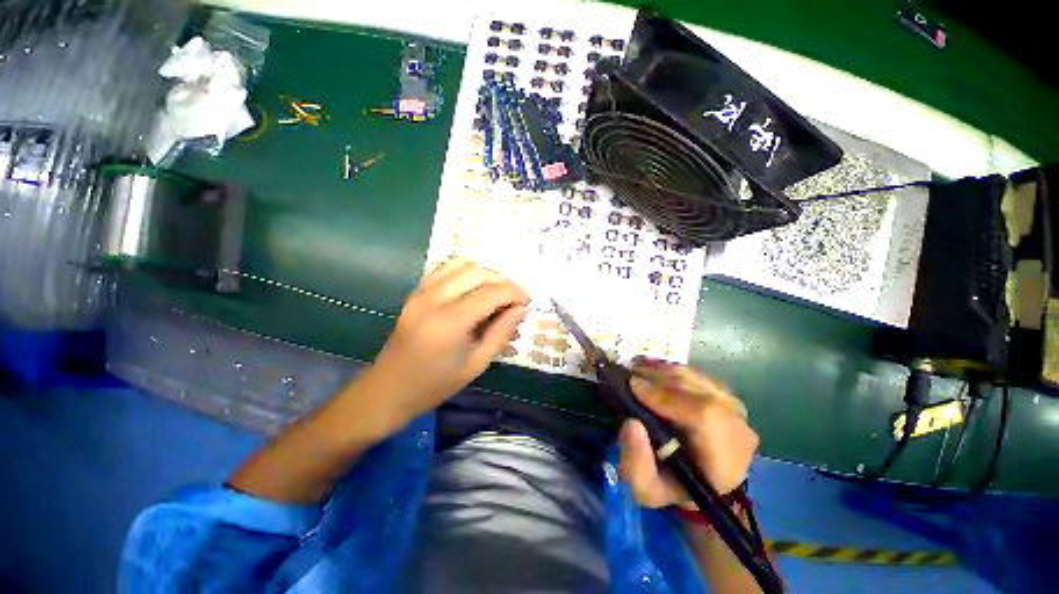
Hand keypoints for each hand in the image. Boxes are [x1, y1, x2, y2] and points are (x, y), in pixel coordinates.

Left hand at [365, 259, 529, 428]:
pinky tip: (475, 289)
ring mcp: (421, 292)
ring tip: (497, 292)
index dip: (515, 292)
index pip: (492, 292)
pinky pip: (445, 269)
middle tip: (514, 298)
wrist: (389, 389)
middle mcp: (434, 299)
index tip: (527, 302)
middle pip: (478, 272)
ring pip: (461, 264)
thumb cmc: (436, 384)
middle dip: (503, 280)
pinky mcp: (415, 291)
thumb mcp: (477, 363)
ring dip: (485, 273)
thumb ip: (502, 332)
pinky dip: (466, 272)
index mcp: (450, 322)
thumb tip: (523, 309)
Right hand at [619, 360, 757, 507]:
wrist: (700, 482)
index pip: (703, 416)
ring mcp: (735, 408)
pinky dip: (670, 371)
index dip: (665, 396)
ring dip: (661, 373)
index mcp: (725, 460)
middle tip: (628, 377)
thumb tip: (631, 423)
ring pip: (694, 378)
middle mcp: (738, 428)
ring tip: (637, 374)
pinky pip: (694, 374)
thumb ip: (637, 463)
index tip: (633, 386)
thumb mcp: (648, 490)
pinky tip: (652, 374)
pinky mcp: (726, 395)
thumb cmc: (673, 487)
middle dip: (657, 379)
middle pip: (696, 389)